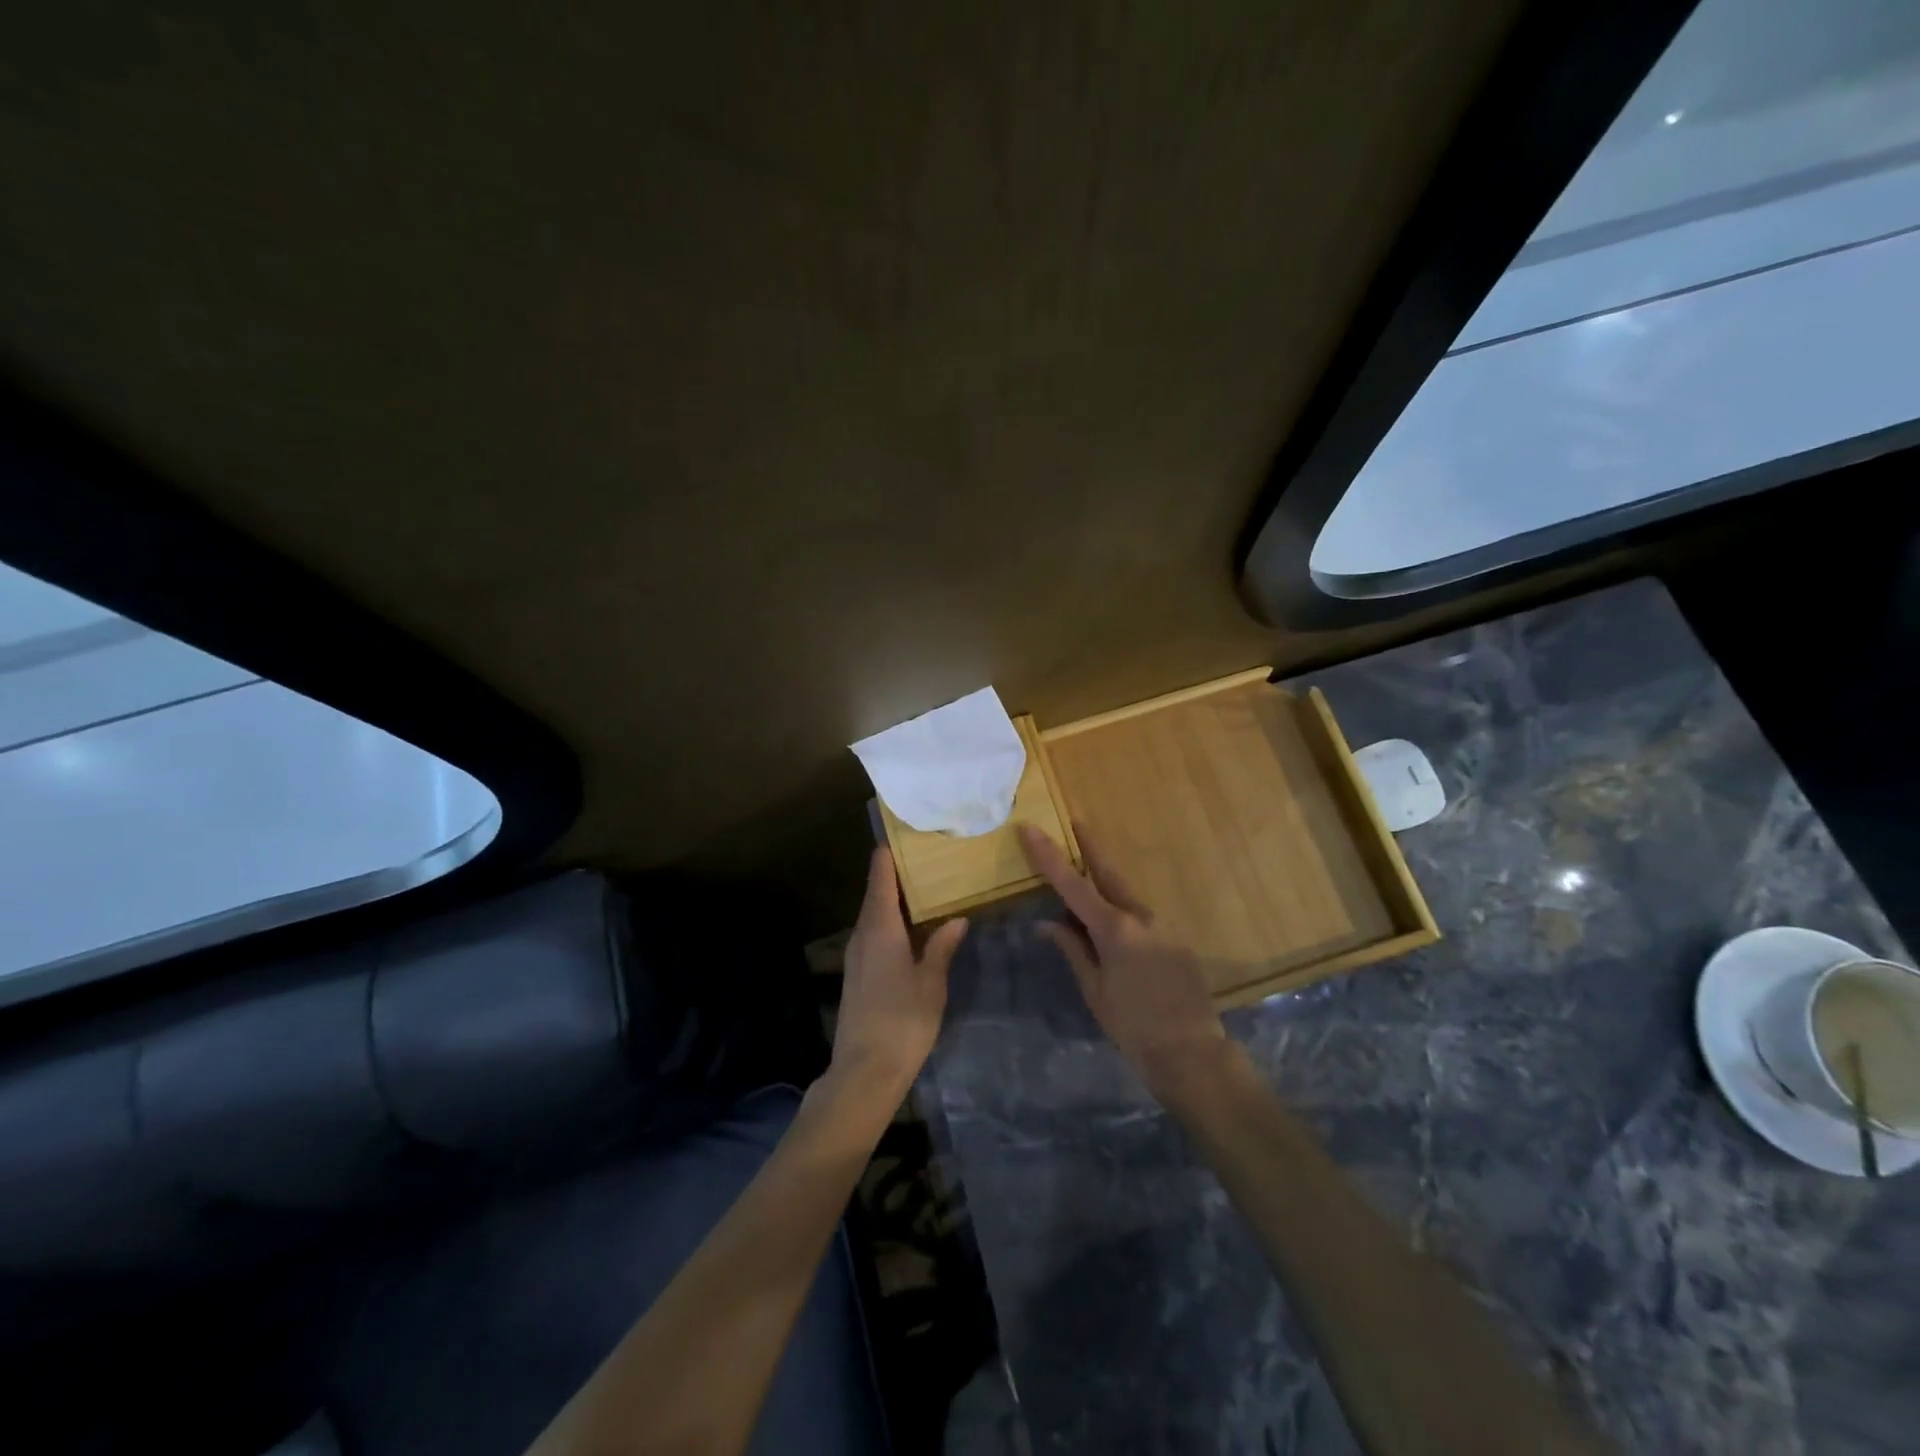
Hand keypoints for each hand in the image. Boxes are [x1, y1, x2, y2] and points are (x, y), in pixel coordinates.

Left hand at [831, 847, 968, 1101]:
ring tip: (921, 890)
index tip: (898, 836)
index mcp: (880, 929)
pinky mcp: (856, 974)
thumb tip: (957, 918)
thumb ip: (942, 947)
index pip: (880, 880)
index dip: (887, 857)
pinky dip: (888, 922)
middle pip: (875, 895)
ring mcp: (856, 956)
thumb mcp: (931, 982)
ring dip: (892, 901)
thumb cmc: (903, 1021)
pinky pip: (872, 934)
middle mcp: (862, 934)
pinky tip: (909, 930)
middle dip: (894, 876)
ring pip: (873, 916)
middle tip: (923, 859)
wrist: (865, 1070)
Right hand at [1016, 823, 1231, 1099]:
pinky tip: (1115, 933)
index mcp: (1114, 928)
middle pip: (1108, 873)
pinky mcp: (1176, 938)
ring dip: (1105, 887)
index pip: (1072, 884)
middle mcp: (1140, 916)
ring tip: (1086, 893)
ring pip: (1126, 897)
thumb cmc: (1132, 1025)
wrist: (1191, 1051)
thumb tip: (1046, 923)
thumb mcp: (1094, 989)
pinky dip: (1122, 914)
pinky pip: (1141, 917)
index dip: (1049, 856)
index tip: (1031, 829)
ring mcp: (1162, 925)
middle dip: (1089, 847)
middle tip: (1076, 822)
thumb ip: (1072, 949)